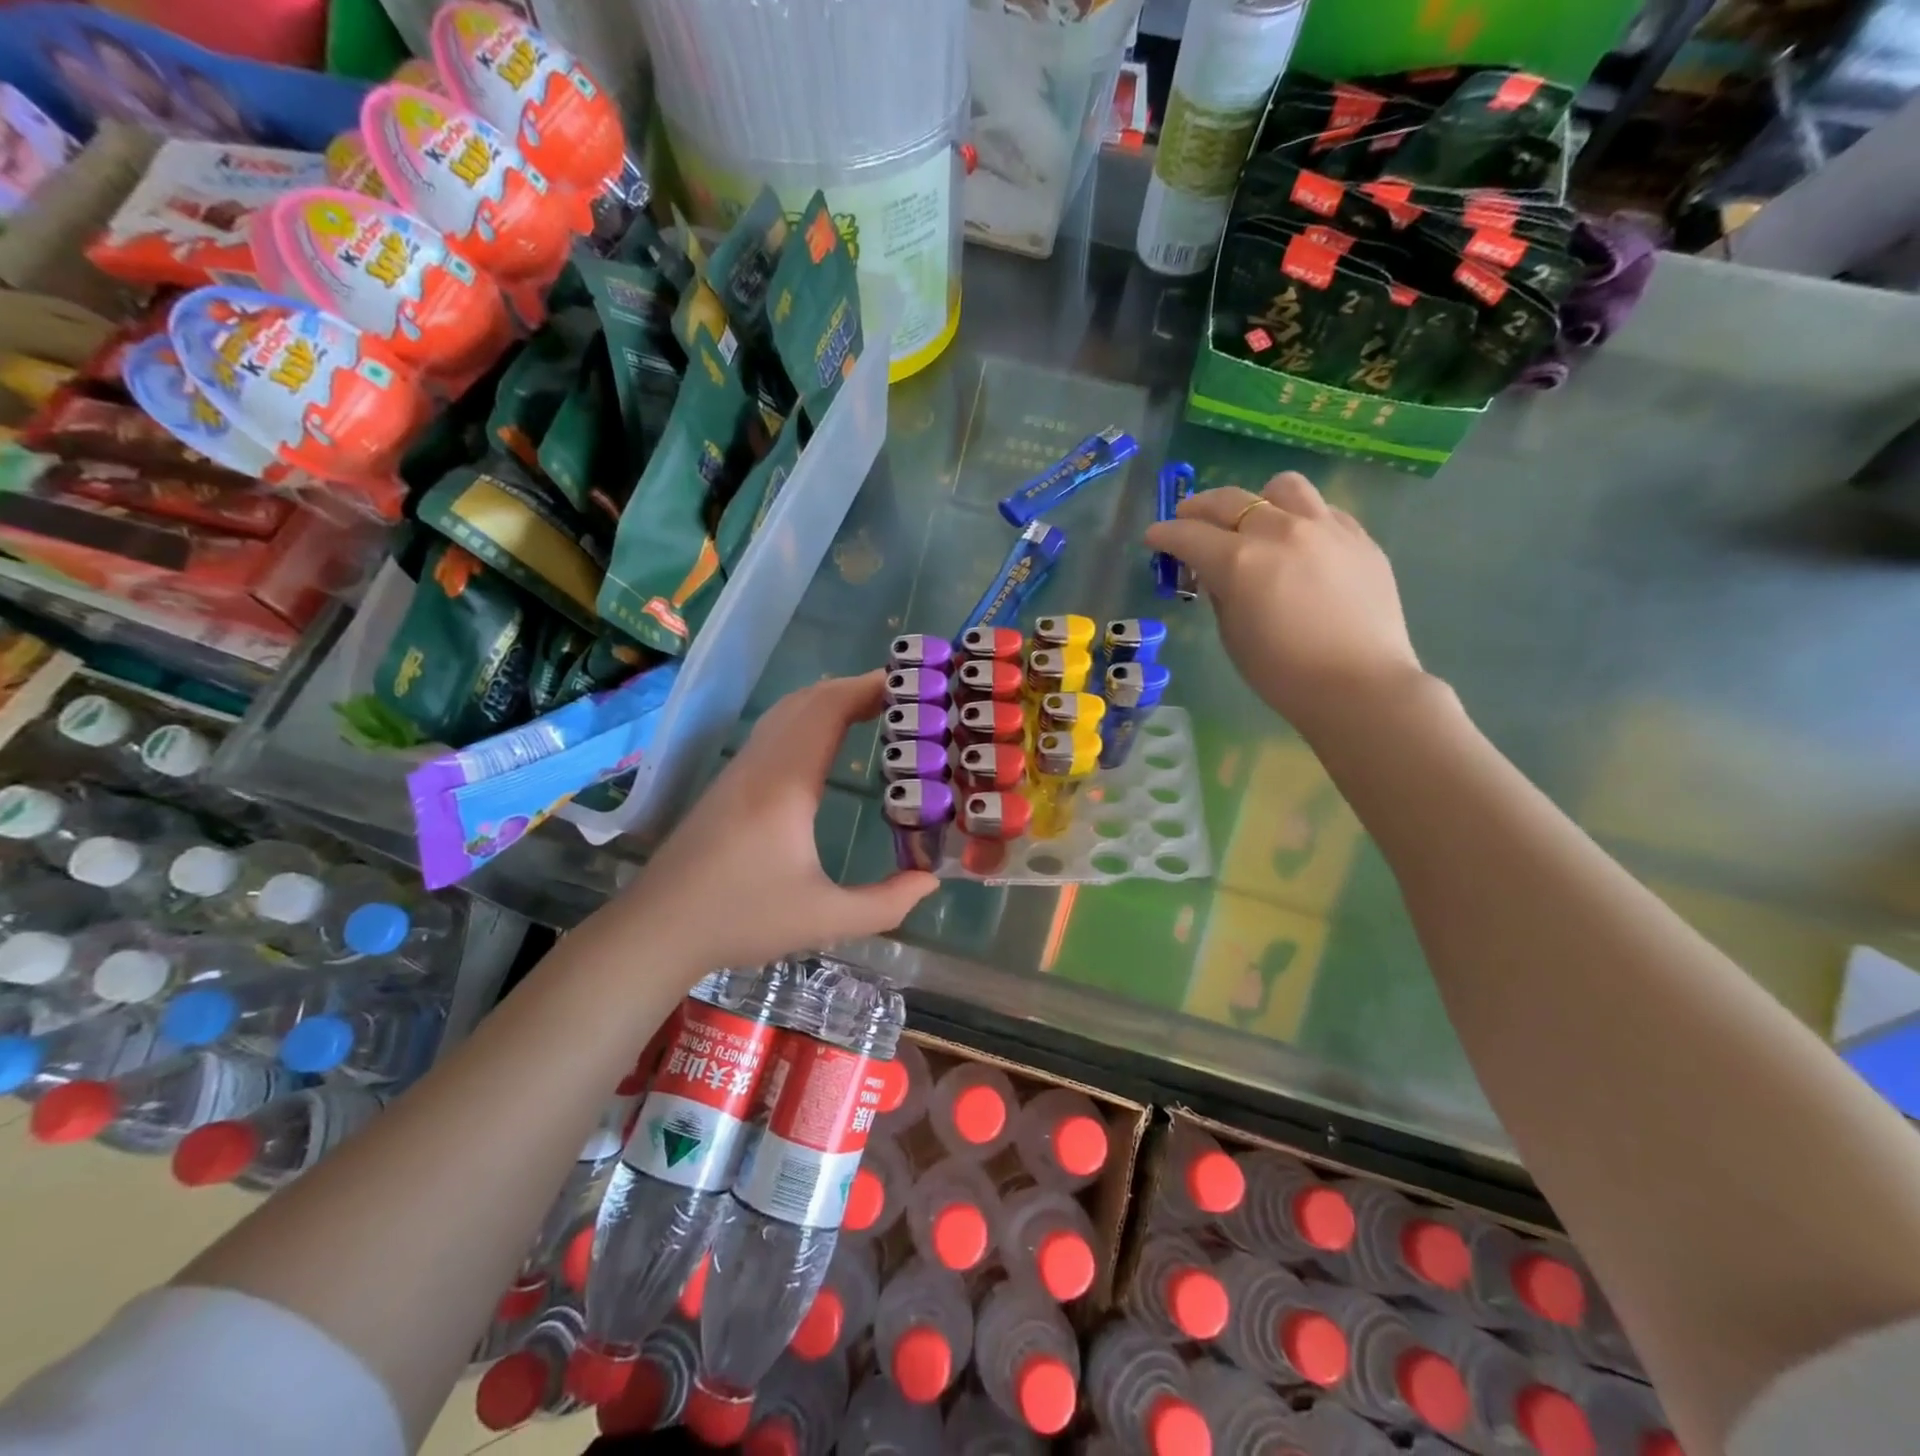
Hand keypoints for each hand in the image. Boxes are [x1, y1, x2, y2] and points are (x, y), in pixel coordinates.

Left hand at [610, 672, 938, 973]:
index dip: (868, 688)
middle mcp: (761, 764)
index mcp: (785, 783)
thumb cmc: (740, 919)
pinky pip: (775, 729)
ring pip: (787, 711)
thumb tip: (930, 881)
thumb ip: (884, 904)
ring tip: (873, 711)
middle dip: (856, 688)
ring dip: (830, 700)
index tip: (910, 686)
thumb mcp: (822, 918)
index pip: (828, 710)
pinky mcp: (729, 783)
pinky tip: (826, 742)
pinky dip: (809, 718)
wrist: (657, 928)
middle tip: (903, 699)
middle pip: (808, 700)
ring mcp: (740, 770)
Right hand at [1144, 472, 1424, 739]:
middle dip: (1199, 508)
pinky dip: (1300, 519)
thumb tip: (1217, 572)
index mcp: (1240, 561)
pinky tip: (1299, 545)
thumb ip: (1220, 592)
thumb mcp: (1232, 634)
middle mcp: (1280, 531)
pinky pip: (1323, 510)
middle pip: (1230, 500)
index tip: (1153, 537)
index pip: (1188, 534)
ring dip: (1257, 501)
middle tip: (1188, 521)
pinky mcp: (1359, 537)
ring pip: (1282, 488)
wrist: (1359, 685)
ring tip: (1254, 523)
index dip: (1164, 535)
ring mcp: (1325, 528)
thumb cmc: (1282, 672)